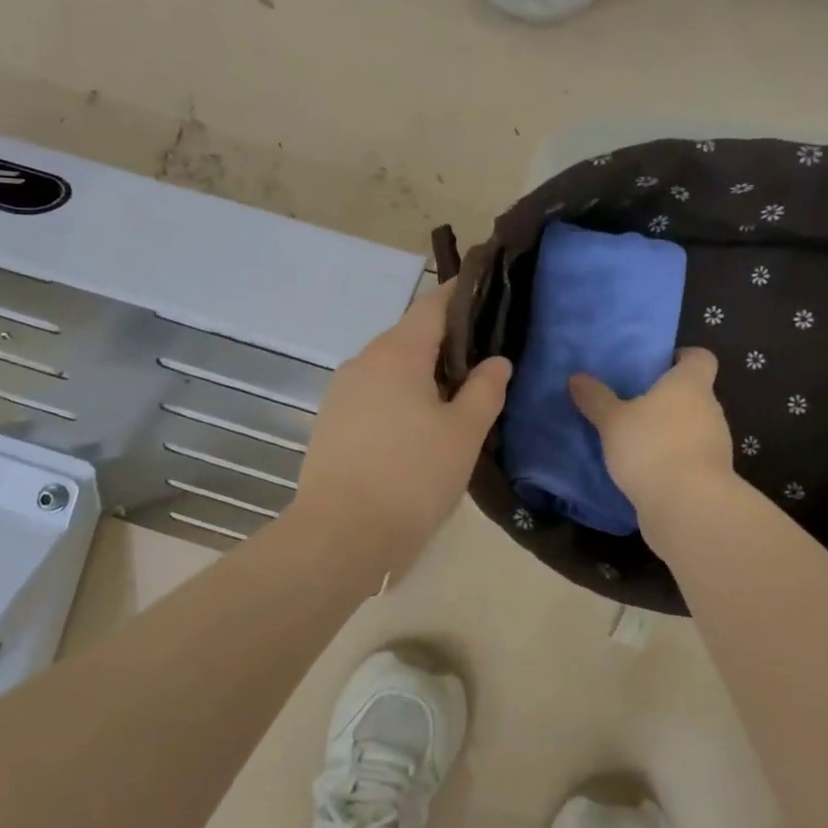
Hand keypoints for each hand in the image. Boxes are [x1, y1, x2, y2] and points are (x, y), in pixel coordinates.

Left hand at [291, 281, 511, 573]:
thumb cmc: (411, 477)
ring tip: (455, 397)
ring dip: (421, 374)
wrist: (340, 534)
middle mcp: (363, 361)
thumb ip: (484, 390)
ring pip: (390, 369)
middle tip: (483, 359)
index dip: (460, 295)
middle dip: (445, 342)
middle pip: (409, 337)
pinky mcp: (330, 422)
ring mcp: (341, 392)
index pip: (432, 305)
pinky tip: (416, 426)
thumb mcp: (463, 434)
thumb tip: (496, 361)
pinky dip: (399, 398)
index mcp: (397, 352)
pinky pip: (373, 395)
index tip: (487, 293)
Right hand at [570, 349, 736, 523]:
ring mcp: (716, 444)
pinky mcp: (712, 475)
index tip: (658, 365)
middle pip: (694, 394)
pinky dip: (672, 458)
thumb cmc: (651, 447)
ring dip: (670, 431)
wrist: (688, 506)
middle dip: (667, 399)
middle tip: (633, 404)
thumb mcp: (612, 421)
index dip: (682, 357)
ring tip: (635, 440)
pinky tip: (646, 469)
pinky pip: (690, 456)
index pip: (700, 357)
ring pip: (692, 426)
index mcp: (689, 385)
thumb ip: (595, 398)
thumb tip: (576, 377)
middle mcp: (710, 409)